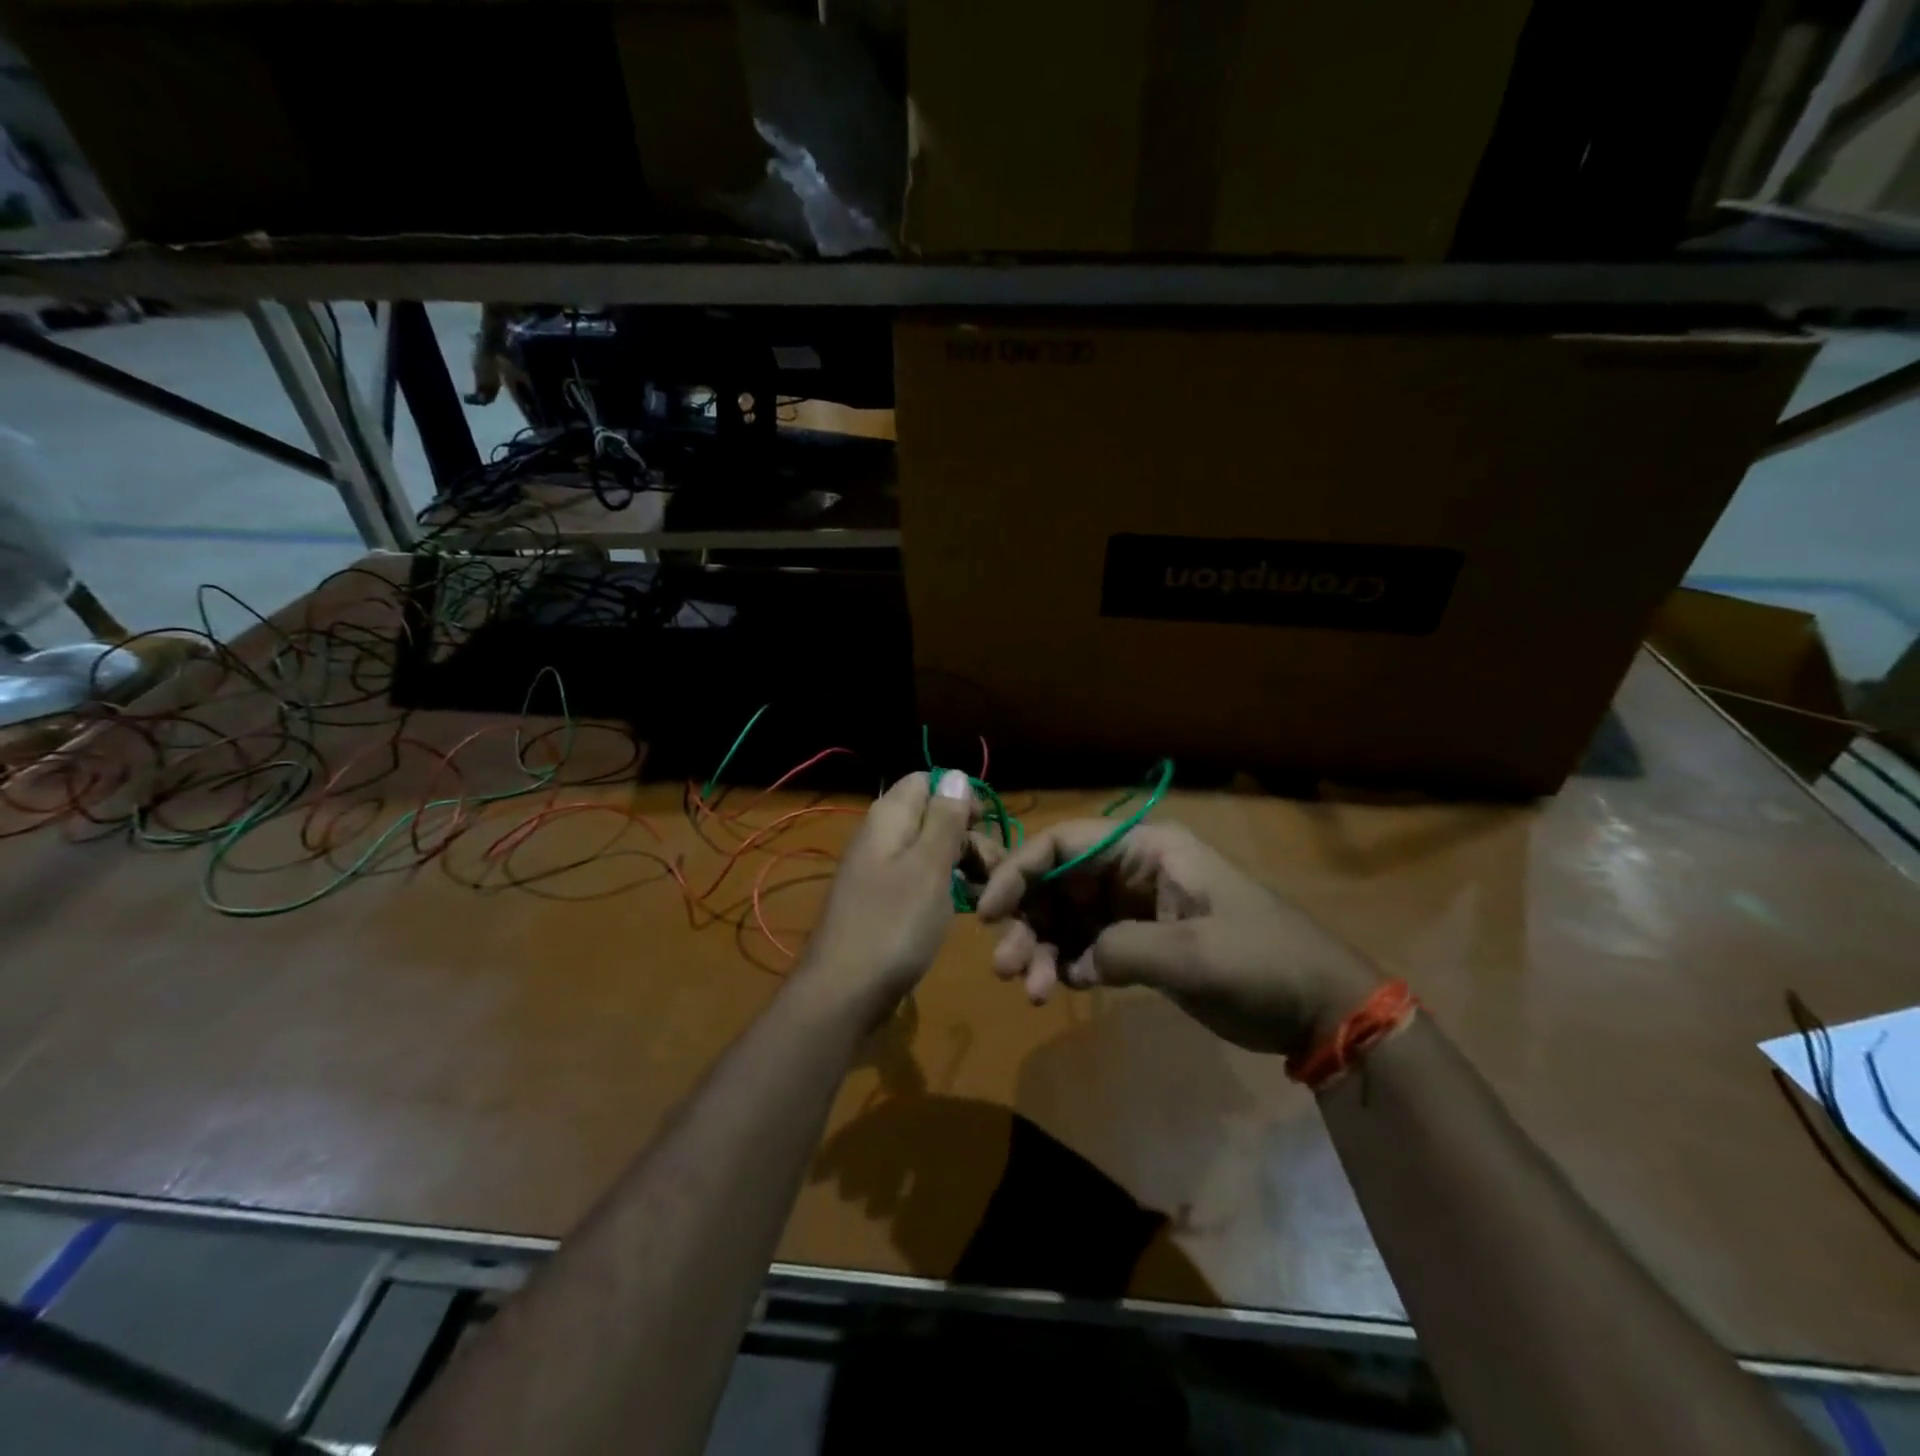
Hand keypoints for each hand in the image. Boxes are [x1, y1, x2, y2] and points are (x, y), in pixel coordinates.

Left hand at [799, 770, 974, 1012]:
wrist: (843, 993)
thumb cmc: (893, 925)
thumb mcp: (929, 867)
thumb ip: (944, 819)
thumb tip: (956, 774)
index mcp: (889, 818)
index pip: (926, 781)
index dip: (960, 796)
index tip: (986, 827)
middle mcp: (880, 837)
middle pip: (931, 816)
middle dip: (967, 835)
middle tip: (996, 870)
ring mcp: (878, 871)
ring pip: (928, 850)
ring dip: (961, 864)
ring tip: (988, 894)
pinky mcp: (882, 902)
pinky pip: (919, 879)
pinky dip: (944, 887)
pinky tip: (964, 909)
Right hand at [975, 822, 1379, 1056]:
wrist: (1316, 1007)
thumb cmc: (1262, 961)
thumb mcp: (1195, 952)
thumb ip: (1122, 949)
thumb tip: (1074, 961)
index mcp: (1147, 848)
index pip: (1065, 844)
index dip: (1020, 870)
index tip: (987, 911)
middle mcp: (1131, 870)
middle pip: (1057, 883)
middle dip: (1026, 920)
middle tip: (1006, 968)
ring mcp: (1132, 908)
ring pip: (1064, 918)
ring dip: (1040, 949)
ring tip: (1033, 991)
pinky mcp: (1138, 944)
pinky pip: (1083, 946)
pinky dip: (1063, 965)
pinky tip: (1059, 988)